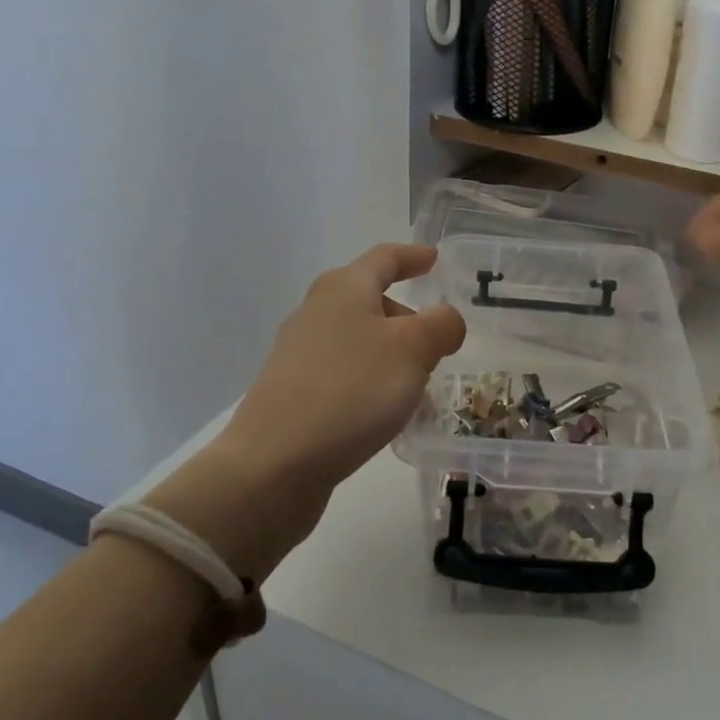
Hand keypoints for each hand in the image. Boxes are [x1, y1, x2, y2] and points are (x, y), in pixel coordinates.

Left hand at [150, 245, 464, 573]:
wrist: (273, 464)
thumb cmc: (350, 391)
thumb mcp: (412, 350)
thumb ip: (440, 325)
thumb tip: (446, 319)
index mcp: (344, 288)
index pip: (385, 258)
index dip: (413, 256)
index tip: (434, 259)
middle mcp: (317, 311)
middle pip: (370, 299)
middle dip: (407, 316)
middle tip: (438, 341)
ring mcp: (300, 353)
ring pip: (359, 340)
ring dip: (392, 353)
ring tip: (420, 383)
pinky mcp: (293, 392)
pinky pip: (345, 372)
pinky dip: (372, 380)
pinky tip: (386, 412)